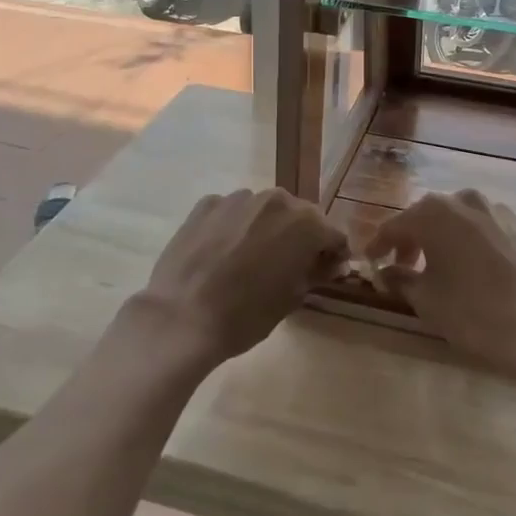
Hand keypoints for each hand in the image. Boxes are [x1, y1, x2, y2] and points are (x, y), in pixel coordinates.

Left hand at [137, 188, 347, 365]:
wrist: (181, 317)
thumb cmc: (246, 314)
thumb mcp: (292, 298)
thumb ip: (316, 272)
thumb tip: (330, 263)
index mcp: (305, 223)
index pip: (333, 234)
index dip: (334, 254)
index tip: (328, 272)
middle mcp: (276, 199)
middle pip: (299, 216)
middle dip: (300, 237)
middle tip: (289, 266)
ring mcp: (238, 198)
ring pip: (264, 210)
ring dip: (266, 228)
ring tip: (250, 259)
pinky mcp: (207, 204)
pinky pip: (232, 212)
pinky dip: (235, 226)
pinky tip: (222, 253)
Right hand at [366, 189, 515, 384]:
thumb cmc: (478, 313)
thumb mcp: (429, 302)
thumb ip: (402, 280)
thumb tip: (388, 271)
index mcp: (435, 213)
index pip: (395, 225)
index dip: (379, 245)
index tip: (370, 263)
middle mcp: (466, 200)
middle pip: (429, 217)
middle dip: (413, 240)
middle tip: (405, 268)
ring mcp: (501, 211)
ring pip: (461, 221)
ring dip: (447, 240)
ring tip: (444, 270)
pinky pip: (489, 231)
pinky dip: (476, 245)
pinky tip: (480, 272)